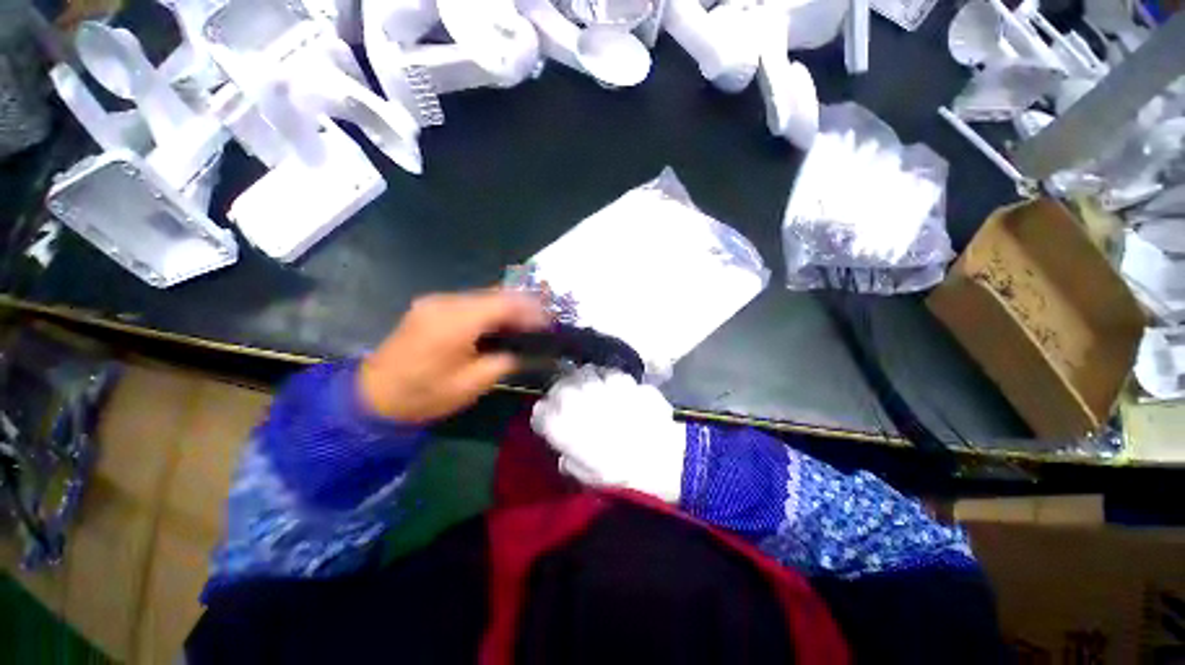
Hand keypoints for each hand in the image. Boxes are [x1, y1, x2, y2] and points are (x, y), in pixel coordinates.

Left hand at [359, 290, 547, 422]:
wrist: (372, 397)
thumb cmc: (425, 395)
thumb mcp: (473, 384)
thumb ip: (505, 360)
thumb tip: (528, 350)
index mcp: (456, 321)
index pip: (504, 303)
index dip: (532, 309)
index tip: (550, 321)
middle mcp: (446, 302)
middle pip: (495, 294)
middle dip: (523, 304)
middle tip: (544, 320)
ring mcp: (436, 302)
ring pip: (483, 296)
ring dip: (507, 306)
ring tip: (527, 321)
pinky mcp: (431, 307)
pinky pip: (470, 302)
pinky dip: (490, 309)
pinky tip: (500, 322)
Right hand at [531, 367, 686, 502]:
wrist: (662, 458)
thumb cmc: (620, 473)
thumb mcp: (586, 476)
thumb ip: (568, 458)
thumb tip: (565, 451)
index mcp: (560, 423)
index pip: (539, 411)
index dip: (546, 416)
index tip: (553, 422)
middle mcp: (575, 398)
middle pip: (559, 386)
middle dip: (563, 394)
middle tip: (575, 404)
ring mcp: (599, 383)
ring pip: (583, 372)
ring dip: (585, 382)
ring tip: (595, 392)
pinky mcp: (622, 377)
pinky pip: (608, 372)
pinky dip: (608, 379)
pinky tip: (616, 391)